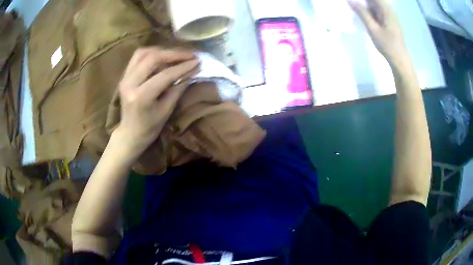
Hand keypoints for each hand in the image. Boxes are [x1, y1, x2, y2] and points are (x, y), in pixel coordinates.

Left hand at [113, 47, 199, 158]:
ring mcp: (125, 77)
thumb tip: (193, 70)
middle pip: (152, 57)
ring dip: (162, 51)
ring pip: (144, 53)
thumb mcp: (167, 110)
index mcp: (140, 96)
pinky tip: (163, 56)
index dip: (183, 66)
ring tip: (177, 55)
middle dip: (174, 54)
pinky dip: (152, 53)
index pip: (164, 75)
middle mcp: (129, 83)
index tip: (197, 61)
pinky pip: (138, 56)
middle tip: (190, 55)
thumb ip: (179, 87)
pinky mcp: (125, 75)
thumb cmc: (150, 127)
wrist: (130, 132)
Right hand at [348, 0, 407, 65]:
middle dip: (362, 3)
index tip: (353, 2)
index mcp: (386, 9)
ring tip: (356, 11)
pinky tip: (364, 16)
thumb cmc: (387, 45)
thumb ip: (361, 13)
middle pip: (373, 1)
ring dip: (365, 7)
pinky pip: (376, 10)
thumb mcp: (372, 29)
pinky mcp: (388, 19)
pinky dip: (369, 11)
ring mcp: (389, 14)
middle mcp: (388, 9)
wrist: (399, 59)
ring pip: (374, 4)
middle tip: (353, 6)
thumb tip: (350, 0)